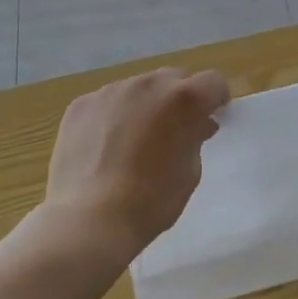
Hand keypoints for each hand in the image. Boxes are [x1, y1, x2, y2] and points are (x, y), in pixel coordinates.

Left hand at [42, 67, 230, 260]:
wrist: (90, 220)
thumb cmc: (151, 201)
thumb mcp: (190, 172)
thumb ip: (196, 137)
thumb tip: (197, 124)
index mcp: (183, 99)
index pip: (213, 82)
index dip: (216, 99)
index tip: (212, 116)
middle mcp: (148, 84)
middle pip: (173, 78)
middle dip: (179, 98)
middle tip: (174, 128)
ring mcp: (111, 91)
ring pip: (138, 88)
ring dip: (145, 104)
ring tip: (135, 138)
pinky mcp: (81, 104)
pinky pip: (107, 102)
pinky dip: (113, 116)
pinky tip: (105, 146)